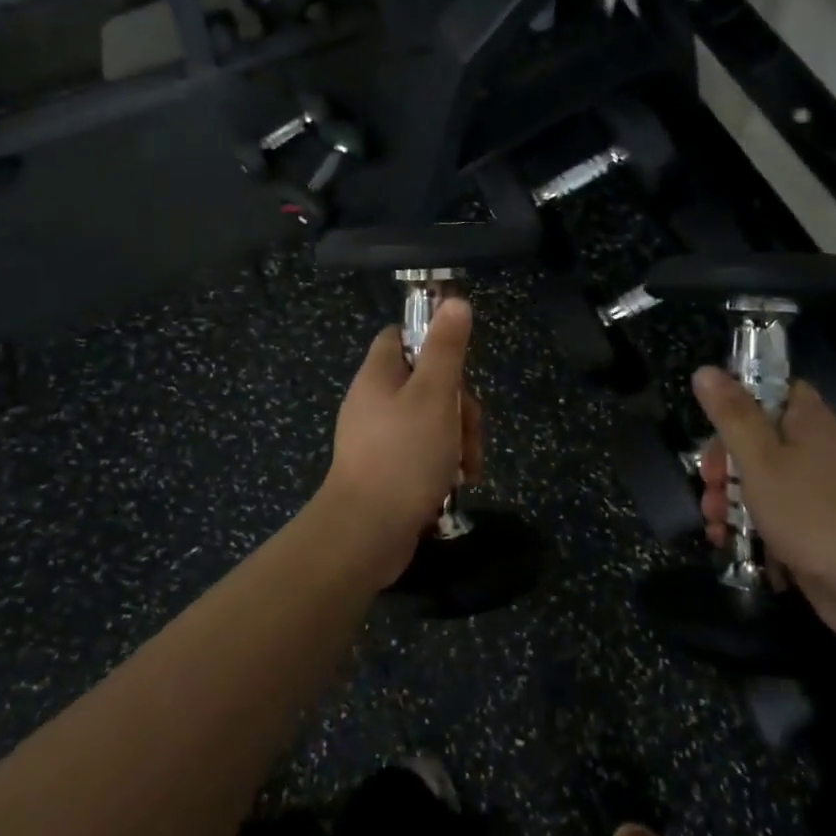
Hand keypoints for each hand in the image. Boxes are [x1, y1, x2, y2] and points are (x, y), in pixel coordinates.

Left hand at [320, 299, 482, 583]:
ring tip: (467, 468)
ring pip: (431, 420)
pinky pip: (422, 452)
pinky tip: (456, 484)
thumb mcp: (434, 394)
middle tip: (468, 431)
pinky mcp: (387, 470)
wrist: (366, 534)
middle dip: (459, 406)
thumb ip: (446, 348)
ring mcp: (379, 438)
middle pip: (426, 382)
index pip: (402, 336)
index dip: (433, 342)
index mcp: (378, 375)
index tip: (459, 365)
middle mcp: (374, 401)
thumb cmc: (404, 455)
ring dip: (458, 439)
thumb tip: (454, 301)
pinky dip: (443, 464)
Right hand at [692, 366, 835, 639]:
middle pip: (761, 438)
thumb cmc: (811, 512)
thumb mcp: (760, 460)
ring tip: (712, 520)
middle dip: (724, 461)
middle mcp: (818, 449)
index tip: (713, 422)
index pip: (775, 389)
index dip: (740, 399)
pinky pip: (777, 513)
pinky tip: (728, 542)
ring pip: (764, 479)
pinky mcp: (818, 527)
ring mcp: (821, 490)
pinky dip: (752, 524)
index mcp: (810, 421)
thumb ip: (731, 415)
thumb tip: (705, 370)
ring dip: (730, 497)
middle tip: (707, 482)